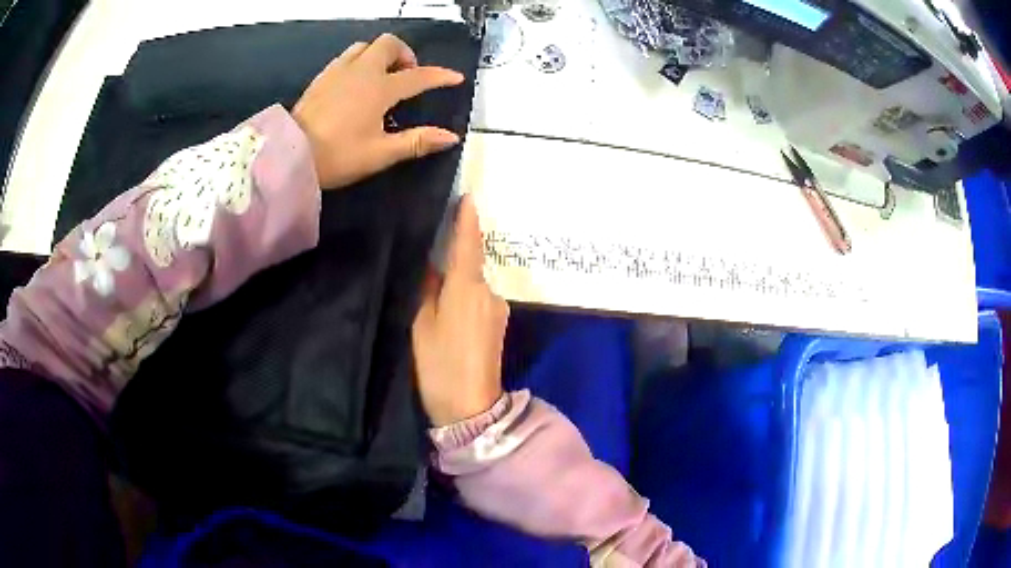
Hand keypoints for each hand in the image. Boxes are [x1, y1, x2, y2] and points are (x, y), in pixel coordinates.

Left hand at [292, 34, 464, 189]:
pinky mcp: (322, 77)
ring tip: (382, 76)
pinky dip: (359, 61)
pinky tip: (356, 82)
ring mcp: (338, 71)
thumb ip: (417, 141)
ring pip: (365, 46)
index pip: (418, 76)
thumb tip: (451, 137)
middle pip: (388, 44)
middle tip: (407, 75)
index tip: (456, 78)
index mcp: (379, 88)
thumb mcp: (380, 153)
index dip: (439, 76)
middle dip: (404, 54)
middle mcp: (361, 71)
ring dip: (379, 54)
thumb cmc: (338, 156)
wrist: (290, 154)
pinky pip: (346, 57)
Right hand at [412, 195, 508, 426]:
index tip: (467, 197)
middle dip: (454, 257)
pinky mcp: (498, 326)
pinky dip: (464, 297)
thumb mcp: (420, 324)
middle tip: (429, 252)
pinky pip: (478, 301)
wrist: (471, 408)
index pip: (469, 244)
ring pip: (473, 285)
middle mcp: (490, 293)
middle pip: (470, 265)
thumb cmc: (440, 365)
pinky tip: (448, 310)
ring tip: (434, 290)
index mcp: (468, 288)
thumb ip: (426, 290)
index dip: (467, 220)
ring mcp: (497, 311)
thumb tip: (433, 267)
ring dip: (457, 282)